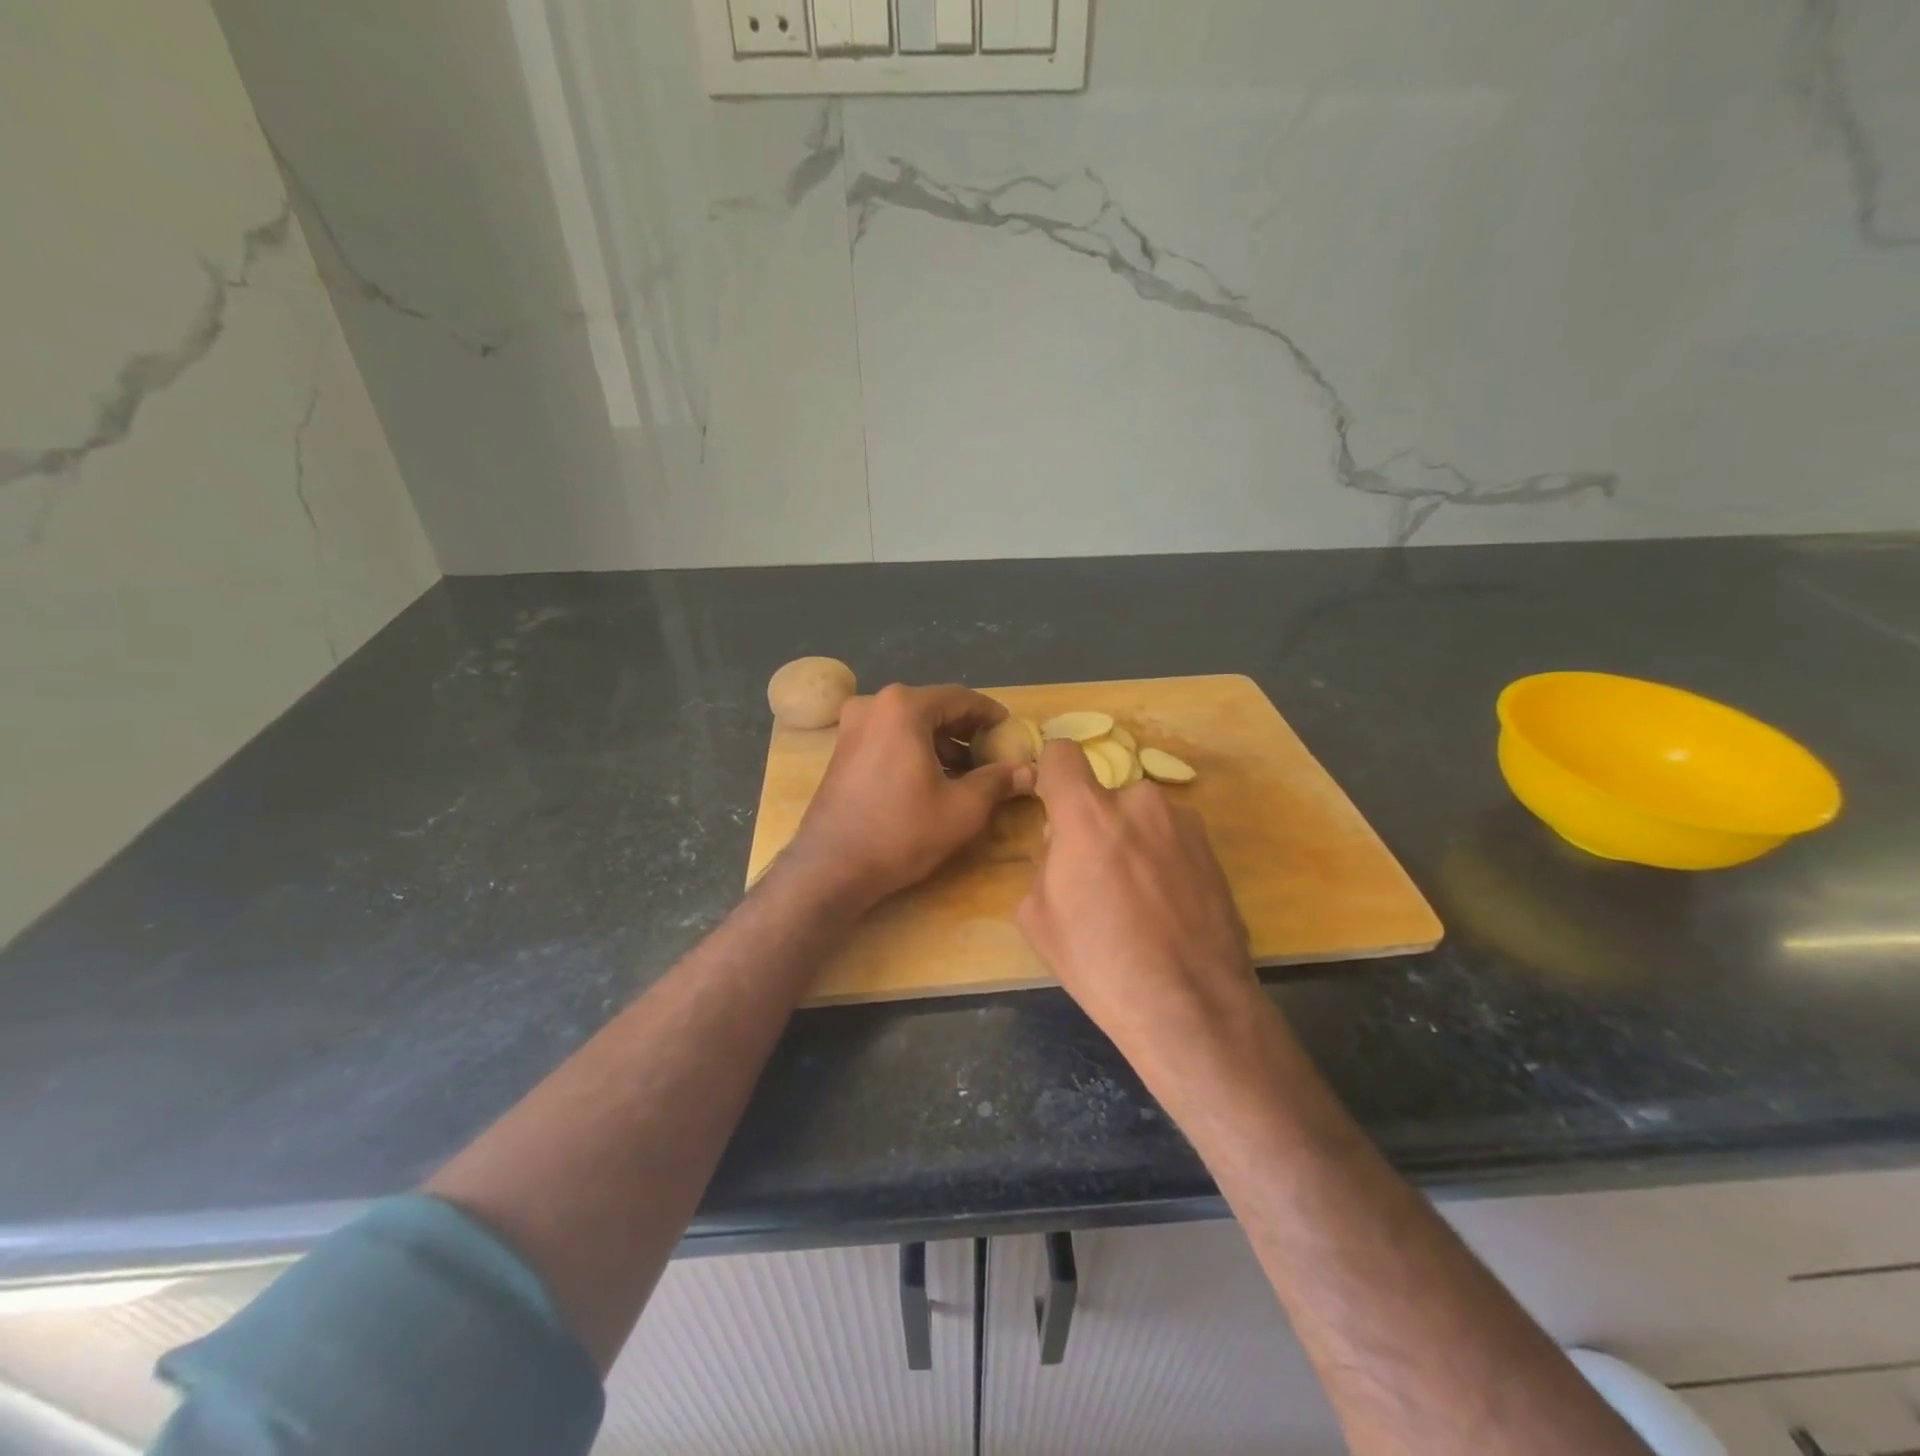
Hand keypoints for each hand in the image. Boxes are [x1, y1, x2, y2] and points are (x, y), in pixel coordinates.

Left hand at [787, 684, 1033, 911]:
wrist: (831, 868)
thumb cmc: (901, 832)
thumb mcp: (962, 808)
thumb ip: (998, 781)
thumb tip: (1029, 772)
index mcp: (904, 707)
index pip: (960, 698)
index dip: (991, 714)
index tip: (1011, 730)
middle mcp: (874, 704)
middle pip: (933, 708)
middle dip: (966, 731)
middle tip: (993, 753)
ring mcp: (852, 726)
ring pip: (910, 724)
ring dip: (941, 743)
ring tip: (968, 772)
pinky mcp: (842, 750)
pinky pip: (889, 738)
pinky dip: (914, 750)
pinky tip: (933, 778)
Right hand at [1016, 739, 1261, 1068]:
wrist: (1190, 1005)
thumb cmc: (1100, 962)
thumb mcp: (1037, 915)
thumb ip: (1046, 861)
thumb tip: (1065, 849)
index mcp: (1088, 813)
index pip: (1062, 754)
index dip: (1051, 773)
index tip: (1052, 803)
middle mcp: (1140, 802)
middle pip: (1104, 796)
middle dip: (1095, 824)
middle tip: (1097, 877)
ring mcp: (1184, 824)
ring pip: (1141, 819)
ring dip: (1132, 841)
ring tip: (1139, 900)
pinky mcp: (1214, 850)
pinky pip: (1171, 840)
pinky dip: (1162, 860)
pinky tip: (1167, 909)